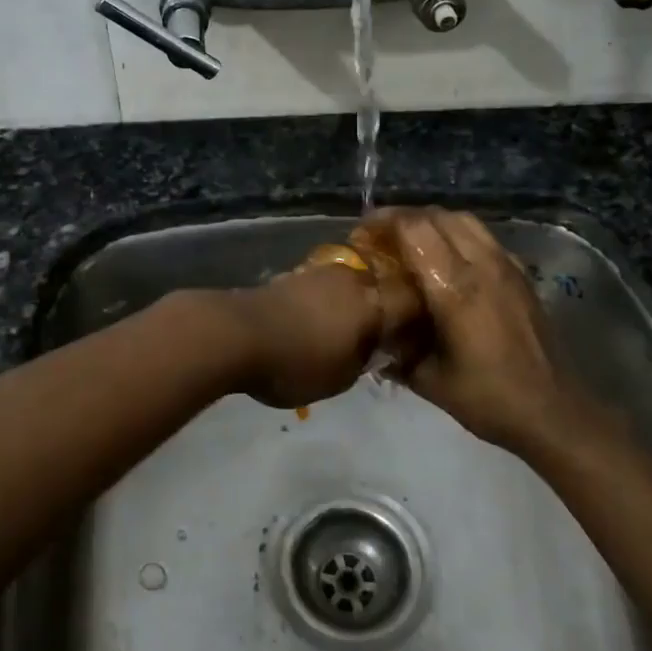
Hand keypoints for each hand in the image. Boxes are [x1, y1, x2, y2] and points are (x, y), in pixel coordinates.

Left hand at [215, 264, 407, 409]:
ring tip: (344, 329)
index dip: (418, 319)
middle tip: (380, 333)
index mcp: (374, 303)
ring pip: (350, 285)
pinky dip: (325, 302)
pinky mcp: (292, 275)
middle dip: (383, 307)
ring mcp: (319, 272)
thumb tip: (373, 349)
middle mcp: (352, 278)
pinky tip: (316, 320)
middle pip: (380, 287)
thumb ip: (364, 360)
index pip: (411, 303)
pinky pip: (322, 287)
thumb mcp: (341, 378)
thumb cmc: (295, 362)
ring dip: (351, 303)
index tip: (416, 337)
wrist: (234, 333)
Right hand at [365, 207, 605, 456]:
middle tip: (379, 237)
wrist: (553, 411)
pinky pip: (483, 236)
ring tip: (409, 242)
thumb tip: (369, 328)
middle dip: (403, 218)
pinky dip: (457, 234)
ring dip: (431, 222)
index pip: (414, 229)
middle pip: (437, 216)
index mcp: (455, 288)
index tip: (360, 235)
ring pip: (463, 220)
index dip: (383, 222)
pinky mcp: (520, 274)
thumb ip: (394, 348)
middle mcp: (482, 265)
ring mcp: (506, 266)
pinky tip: (446, 259)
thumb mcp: (428, 379)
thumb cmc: (487, 398)